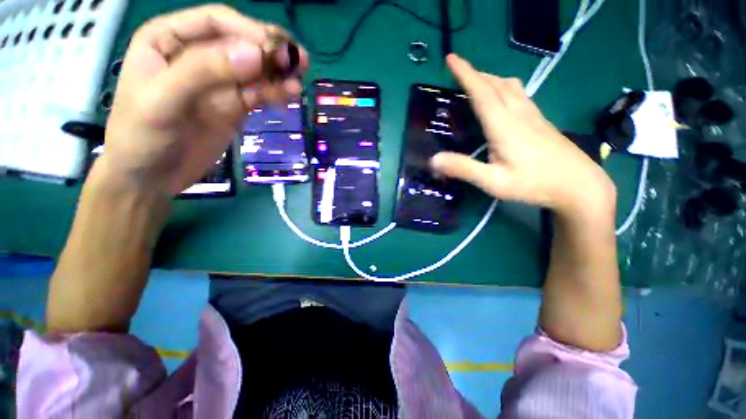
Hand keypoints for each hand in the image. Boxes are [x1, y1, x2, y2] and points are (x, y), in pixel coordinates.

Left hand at [99, 5, 307, 195]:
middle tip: (300, 59)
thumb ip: (203, 72)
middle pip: (239, 44)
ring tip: (300, 78)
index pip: (215, 23)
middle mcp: (195, 55)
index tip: (277, 49)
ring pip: (253, 71)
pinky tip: (290, 95)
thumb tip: (255, 56)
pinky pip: (257, 95)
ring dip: (277, 73)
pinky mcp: (233, 108)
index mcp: (168, 40)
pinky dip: (274, 94)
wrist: (150, 177)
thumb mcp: (162, 101)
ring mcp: (217, 84)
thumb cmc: (141, 136)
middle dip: (269, 50)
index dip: (248, 31)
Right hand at [431, 54, 615, 217]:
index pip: (481, 91)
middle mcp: (518, 113)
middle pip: (495, 84)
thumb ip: (463, 168)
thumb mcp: (493, 181)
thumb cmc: (533, 184)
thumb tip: (433, 160)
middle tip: (458, 71)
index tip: (451, 58)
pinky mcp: (540, 120)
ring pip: (510, 86)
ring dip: (490, 79)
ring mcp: (532, 115)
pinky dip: (504, 88)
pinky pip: (519, 94)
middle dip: (475, 74)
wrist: (578, 185)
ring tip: (477, 82)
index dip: (465, 74)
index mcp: (503, 124)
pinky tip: (502, 98)